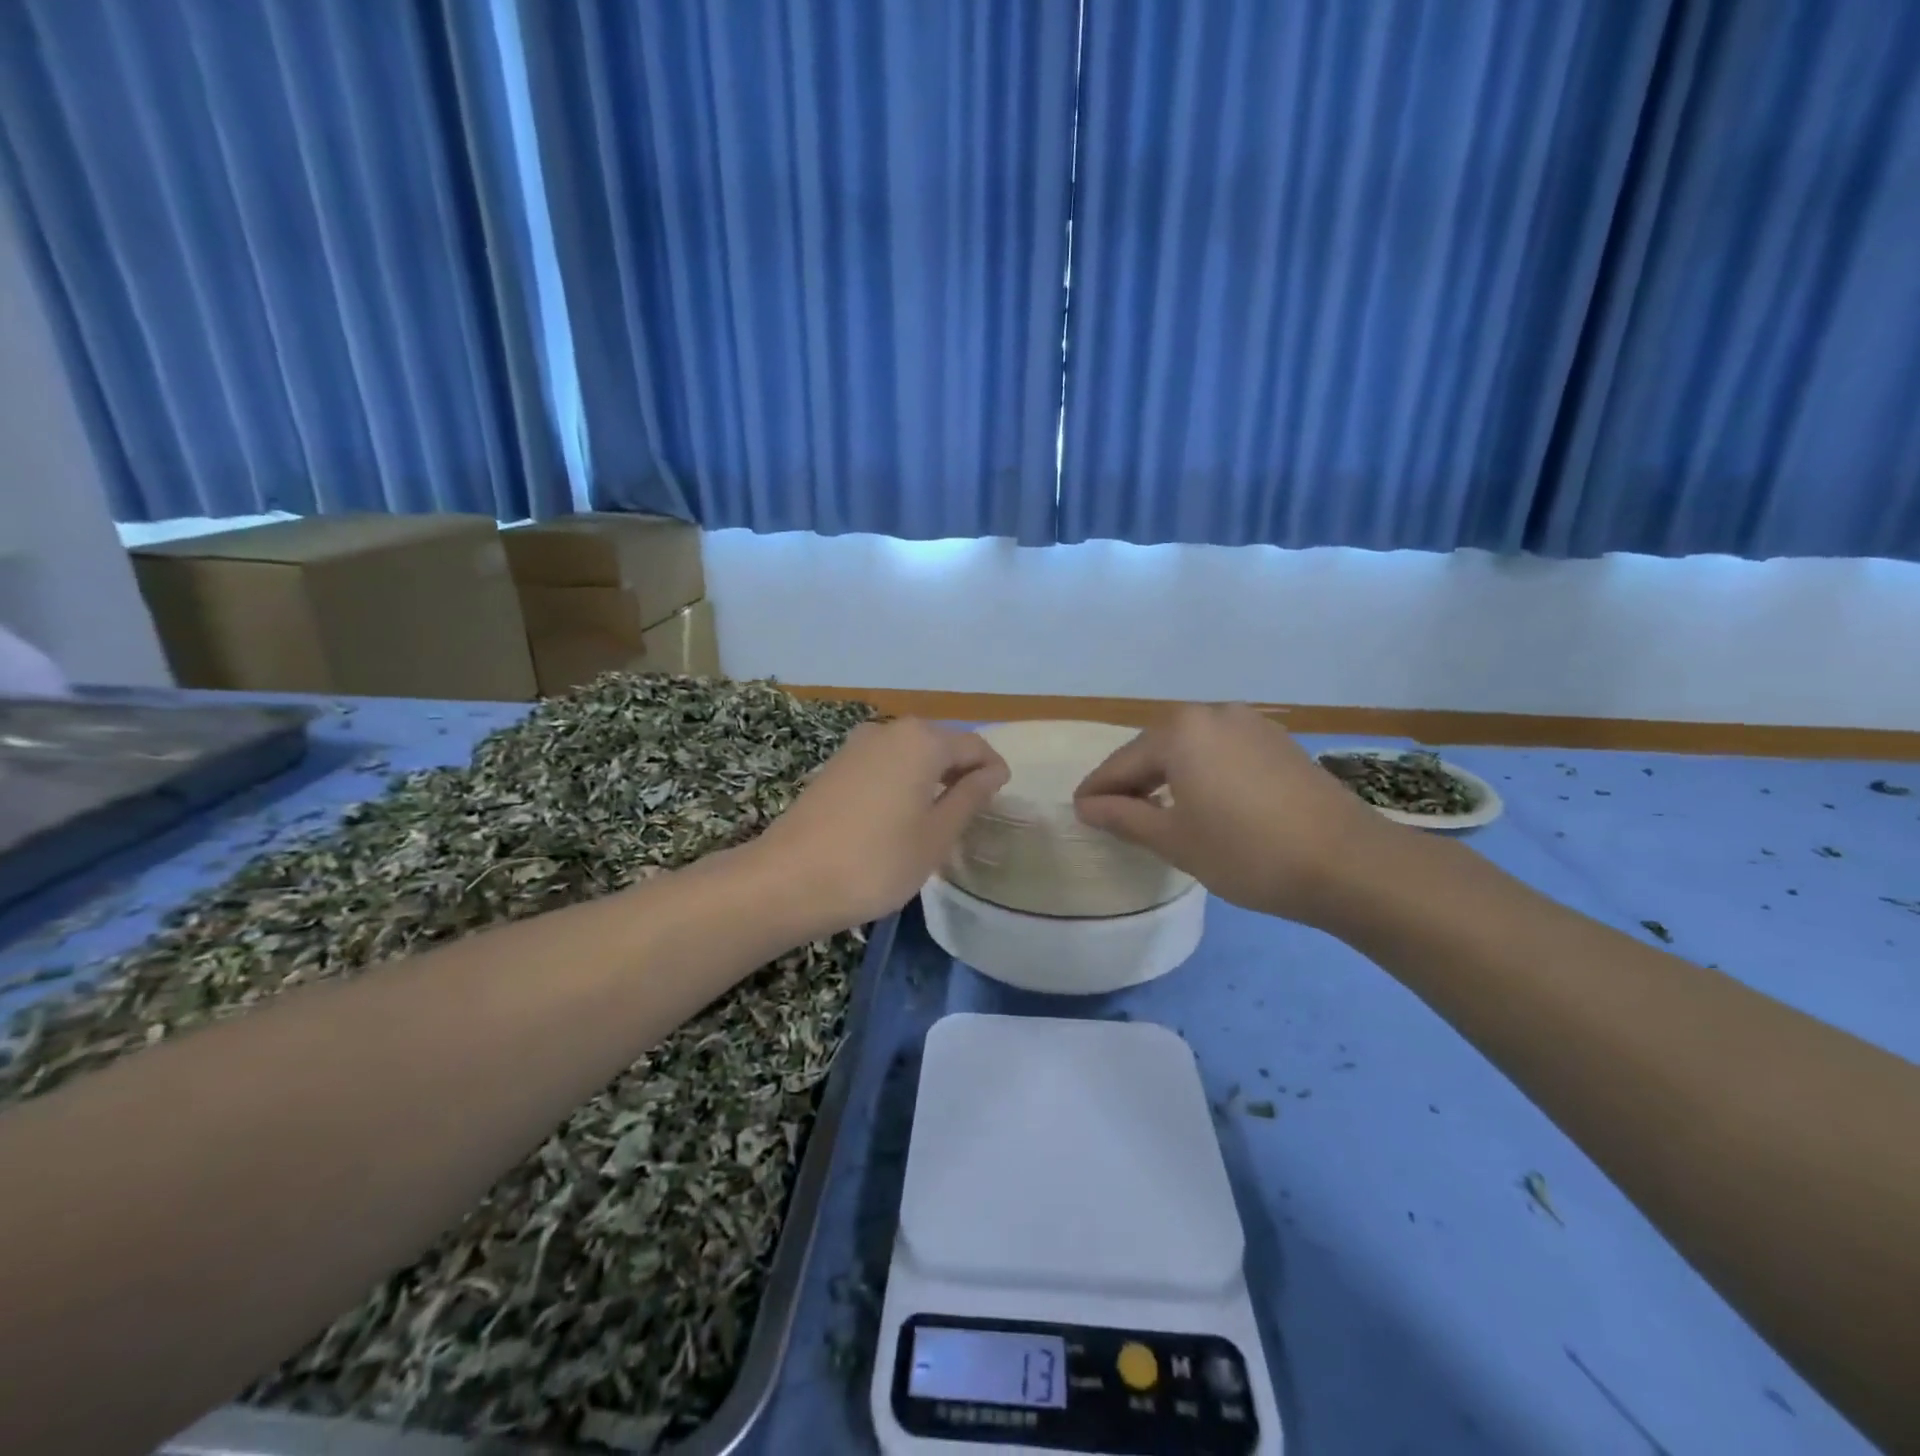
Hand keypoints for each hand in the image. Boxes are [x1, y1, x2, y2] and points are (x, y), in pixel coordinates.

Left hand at [753, 718, 1009, 937]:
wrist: (789, 880)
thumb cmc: (877, 861)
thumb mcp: (936, 835)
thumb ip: (970, 796)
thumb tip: (992, 772)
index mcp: (922, 740)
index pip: (974, 746)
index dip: (993, 771)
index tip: (1000, 802)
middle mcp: (890, 729)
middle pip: (941, 744)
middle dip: (962, 772)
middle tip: (972, 814)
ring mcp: (857, 745)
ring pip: (911, 754)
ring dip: (932, 778)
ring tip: (939, 818)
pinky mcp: (836, 765)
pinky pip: (884, 764)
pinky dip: (903, 782)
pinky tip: (900, 817)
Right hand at [1073, 704, 1392, 925]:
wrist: (1348, 863)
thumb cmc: (1247, 852)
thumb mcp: (1175, 840)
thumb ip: (1124, 817)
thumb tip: (1087, 806)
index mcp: (1180, 731)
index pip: (1121, 763)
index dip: (1097, 791)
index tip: (1078, 813)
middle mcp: (1212, 713)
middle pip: (1155, 749)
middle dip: (1131, 781)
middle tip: (1112, 815)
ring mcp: (1250, 724)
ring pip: (1190, 749)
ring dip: (1166, 776)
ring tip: (1154, 810)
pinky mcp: (1277, 741)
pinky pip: (1221, 752)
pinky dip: (1201, 773)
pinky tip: (1202, 801)